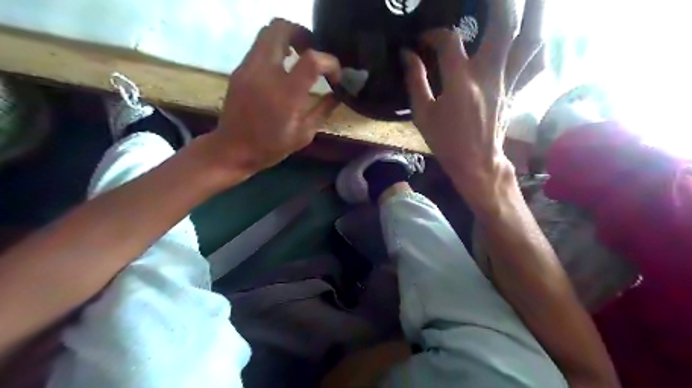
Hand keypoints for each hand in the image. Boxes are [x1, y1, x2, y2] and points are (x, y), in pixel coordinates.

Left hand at [211, 18, 339, 174]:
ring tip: (298, 59)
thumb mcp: (304, 134)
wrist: (233, 149)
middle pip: (282, 29)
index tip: (335, 76)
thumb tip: (338, 94)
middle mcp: (265, 73)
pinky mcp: (240, 70)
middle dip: (304, 35)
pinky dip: (275, 49)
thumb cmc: (271, 147)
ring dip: (288, 39)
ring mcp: (248, 68)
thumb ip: (323, 110)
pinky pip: (259, 47)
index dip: (329, 62)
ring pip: (268, 32)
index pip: (311, 59)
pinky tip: (282, 69)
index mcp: (286, 95)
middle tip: (313, 52)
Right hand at [407, 0, 545, 200]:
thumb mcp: (422, 114)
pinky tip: (533, 37)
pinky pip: (534, 64)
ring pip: (530, 40)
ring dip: (533, 14)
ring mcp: (508, 81)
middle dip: (501, 3)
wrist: (476, 163)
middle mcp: (489, 74)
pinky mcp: (516, 90)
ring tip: (529, 1)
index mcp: (461, 81)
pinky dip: (538, 47)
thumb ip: (415, 81)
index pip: (450, 41)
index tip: (424, 39)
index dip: (434, 34)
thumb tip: (407, 54)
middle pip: (505, 26)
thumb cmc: (446, 141)